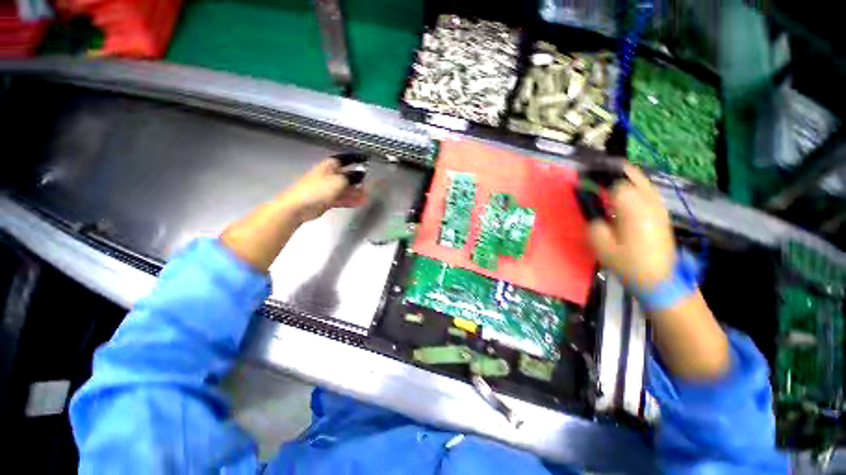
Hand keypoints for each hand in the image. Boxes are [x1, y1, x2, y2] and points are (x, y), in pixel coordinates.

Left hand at [279, 158, 368, 223]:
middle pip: (346, 176)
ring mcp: (326, 188)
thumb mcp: (338, 181)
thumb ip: (351, 177)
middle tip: (368, 184)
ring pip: (344, 189)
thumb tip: (360, 174)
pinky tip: (358, 203)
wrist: (298, 207)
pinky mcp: (326, 200)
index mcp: (329, 166)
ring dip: (355, 192)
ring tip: (366, 196)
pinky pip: (341, 198)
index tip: (365, 159)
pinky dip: (350, 200)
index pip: (344, 159)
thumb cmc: (317, 190)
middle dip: (358, 180)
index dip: (355, 159)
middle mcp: (328, 176)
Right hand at [586, 164, 675, 289]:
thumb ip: (593, 221)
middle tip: (594, 172)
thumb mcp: (602, 245)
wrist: (660, 279)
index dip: (597, 177)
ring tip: (604, 179)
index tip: (582, 178)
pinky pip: (646, 190)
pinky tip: (621, 192)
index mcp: (633, 208)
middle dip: (612, 170)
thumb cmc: (628, 263)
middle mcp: (649, 202)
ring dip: (623, 176)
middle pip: (632, 175)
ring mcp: (658, 206)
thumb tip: (590, 204)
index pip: (615, 182)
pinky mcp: (661, 213)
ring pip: (641, 180)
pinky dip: (632, 185)